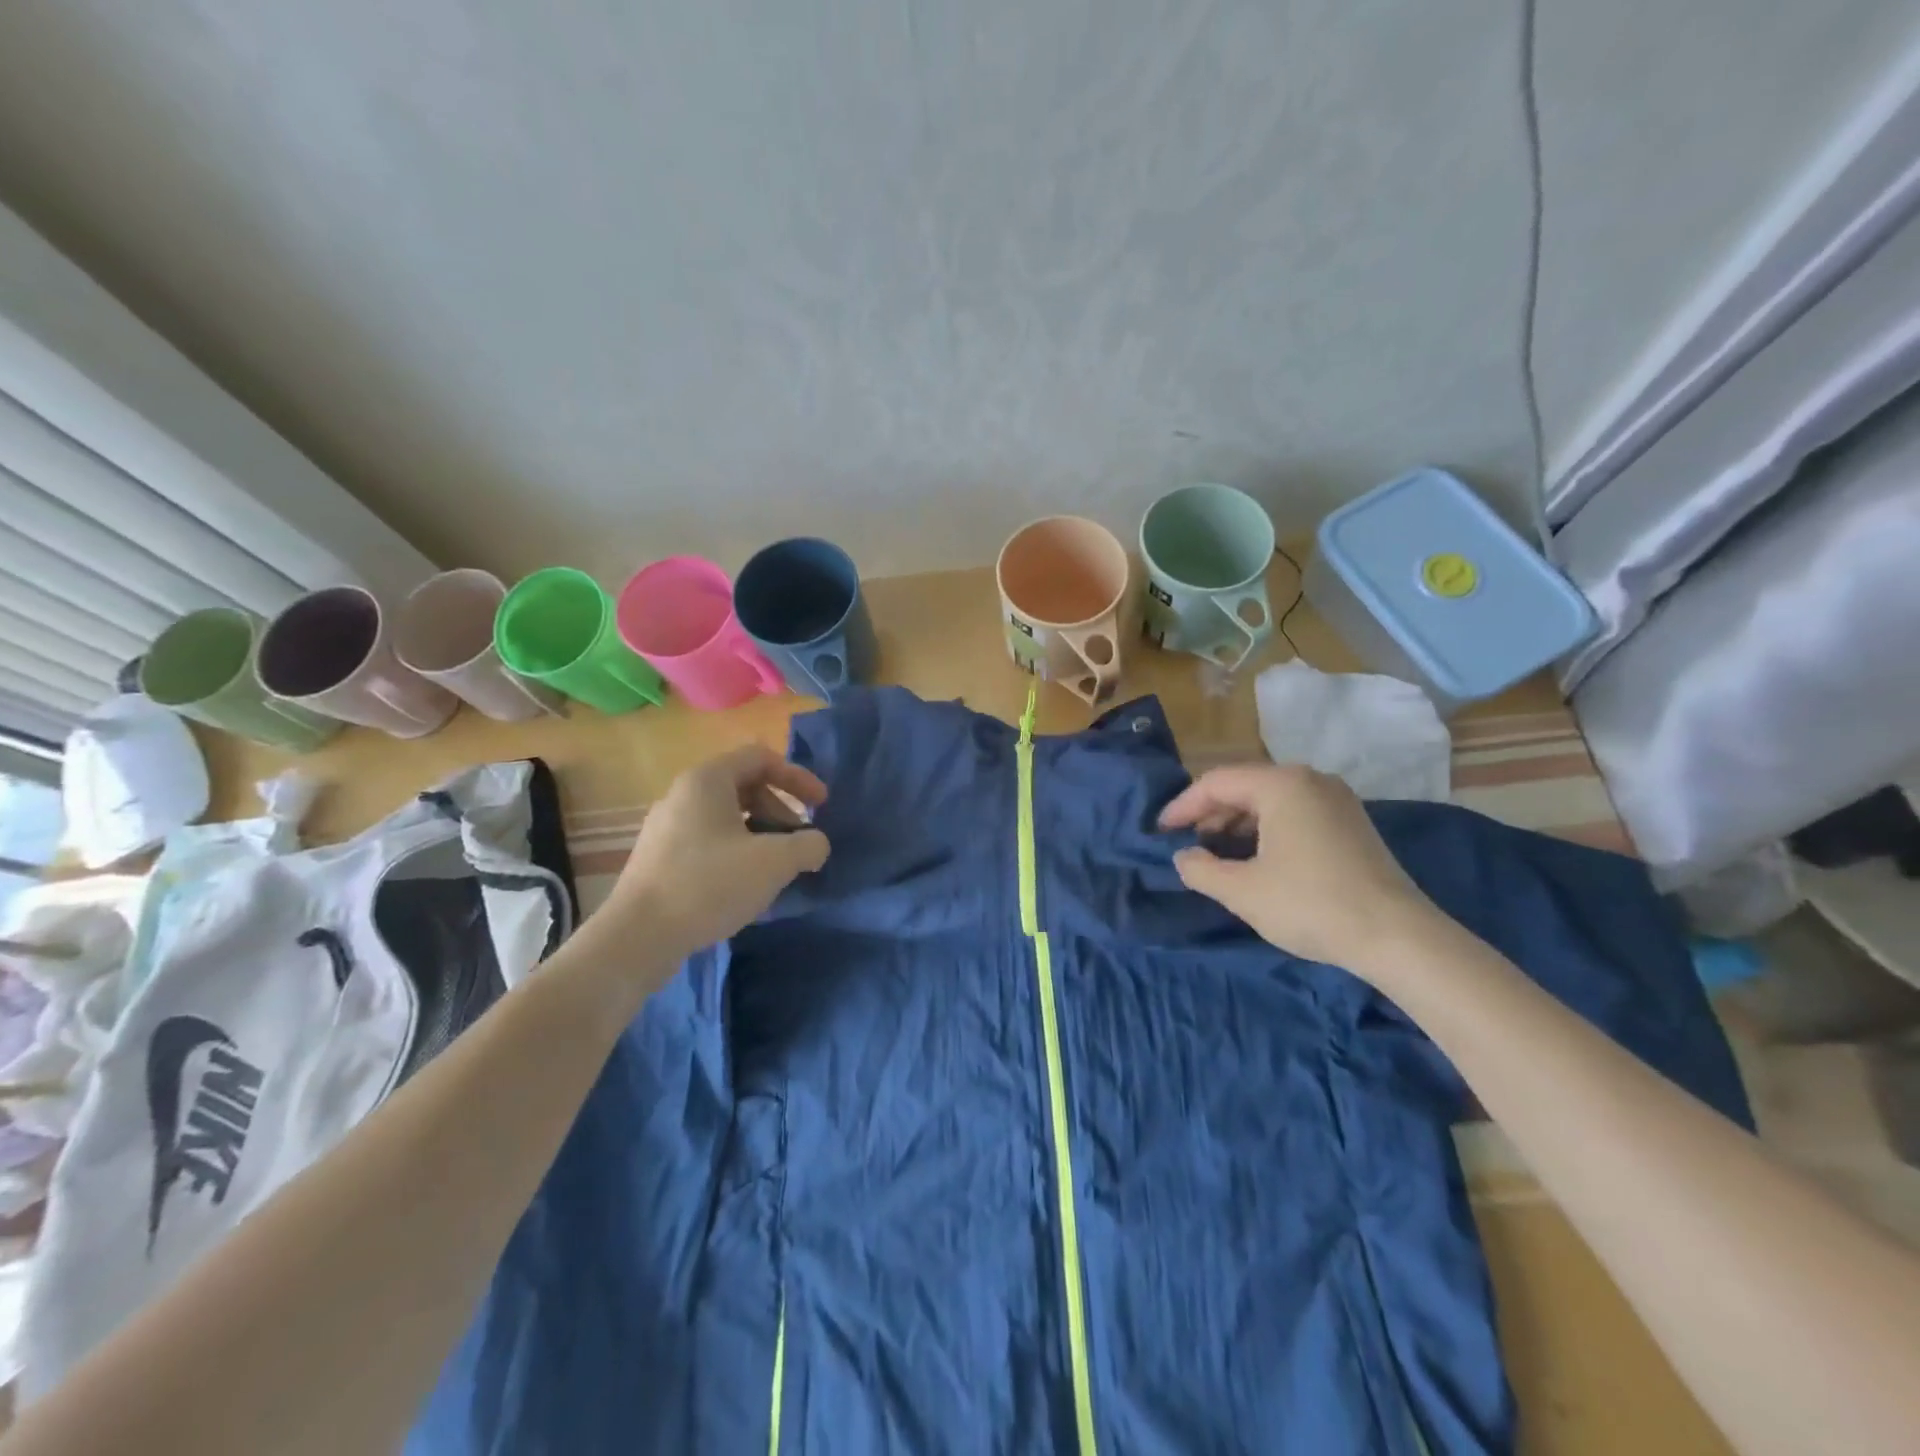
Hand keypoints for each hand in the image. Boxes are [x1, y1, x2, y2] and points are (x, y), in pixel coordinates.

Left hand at [591, 744, 829, 975]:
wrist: (638, 937)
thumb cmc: (709, 884)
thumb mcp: (774, 862)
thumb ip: (808, 845)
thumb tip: (816, 844)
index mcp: (707, 780)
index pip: (761, 757)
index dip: (797, 777)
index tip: (821, 805)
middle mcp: (682, 794)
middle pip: (745, 787)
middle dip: (780, 811)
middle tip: (798, 844)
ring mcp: (666, 827)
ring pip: (726, 817)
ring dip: (761, 835)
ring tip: (776, 869)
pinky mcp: (659, 858)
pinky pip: (708, 841)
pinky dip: (737, 853)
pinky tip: (745, 886)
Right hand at [1158, 763, 1445, 977]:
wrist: (1397, 937)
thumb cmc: (1311, 905)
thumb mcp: (1242, 891)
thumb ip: (1201, 869)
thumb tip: (1184, 857)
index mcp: (1281, 784)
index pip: (1216, 783)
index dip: (1182, 806)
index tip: (1160, 831)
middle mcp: (1310, 780)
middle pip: (1244, 785)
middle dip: (1209, 813)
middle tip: (1185, 841)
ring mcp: (1336, 799)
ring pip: (1270, 799)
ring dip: (1237, 822)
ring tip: (1215, 851)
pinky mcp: (1351, 822)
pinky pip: (1294, 812)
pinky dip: (1266, 828)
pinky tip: (1255, 856)